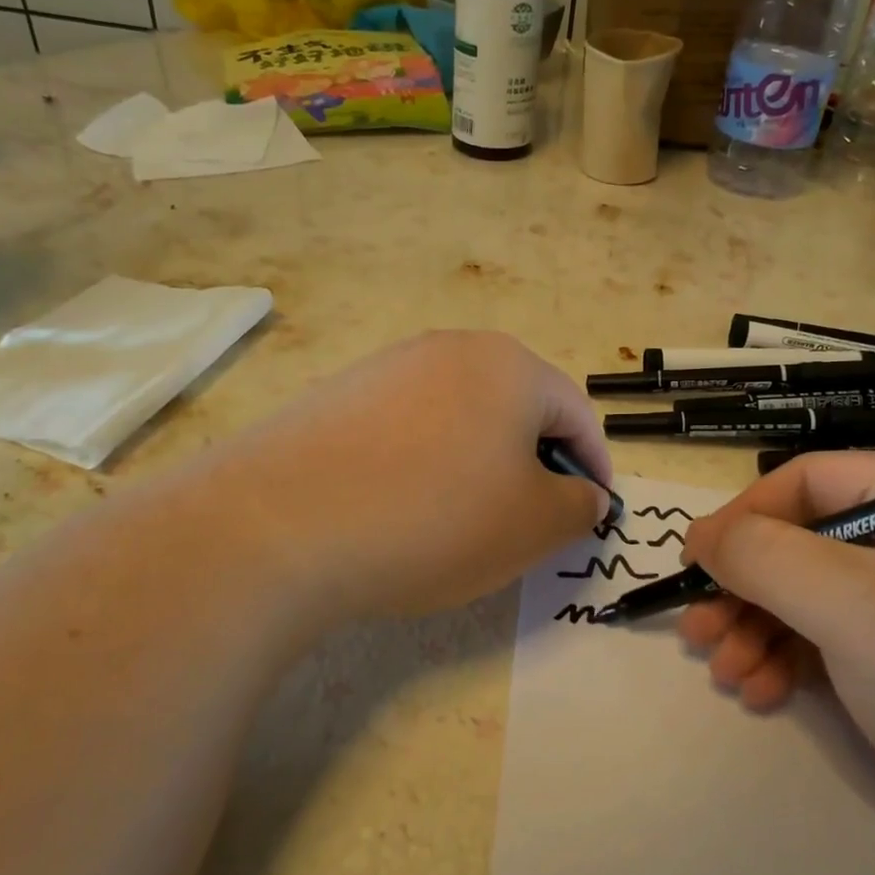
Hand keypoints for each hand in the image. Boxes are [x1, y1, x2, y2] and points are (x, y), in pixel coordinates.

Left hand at [209, 331, 609, 625]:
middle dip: (535, 464)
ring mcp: (385, 368)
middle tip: (531, 521)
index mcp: (508, 365)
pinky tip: (403, 508)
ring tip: (464, 520)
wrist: (279, 524)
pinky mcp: (337, 397)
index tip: (593, 513)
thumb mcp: (534, 525)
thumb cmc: (436, 517)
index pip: (575, 412)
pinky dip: (424, 465)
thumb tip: (583, 494)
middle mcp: (448, 349)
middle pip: (515, 408)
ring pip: (459, 418)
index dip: (594, 466)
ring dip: (479, 464)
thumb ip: (579, 506)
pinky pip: (406, 430)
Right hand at [677, 451, 874, 838]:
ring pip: (820, 597)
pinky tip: (765, 691)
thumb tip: (702, 535)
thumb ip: (764, 556)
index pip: (811, 481)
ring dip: (762, 630)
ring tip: (727, 673)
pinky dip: (797, 661)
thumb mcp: (851, 606)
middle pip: (809, 542)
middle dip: (747, 589)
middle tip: (700, 631)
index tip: (695, 564)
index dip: (744, 517)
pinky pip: (845, 640)